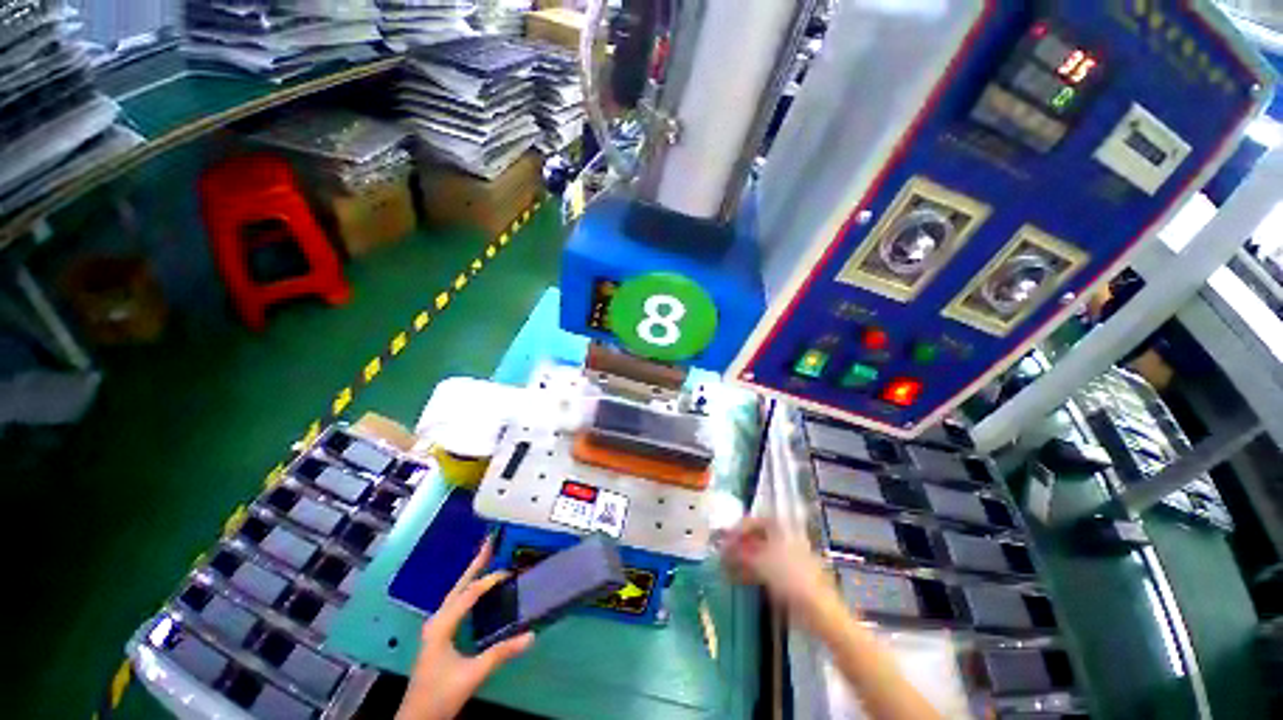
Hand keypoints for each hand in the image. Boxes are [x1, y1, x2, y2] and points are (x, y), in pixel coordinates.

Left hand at [396, 538, 533, 719]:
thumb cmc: (440, 695)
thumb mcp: (473, 674)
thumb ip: (501, 653)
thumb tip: (531, 634)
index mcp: (441, 625)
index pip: (468, 595)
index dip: (489, 581)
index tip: (509, 572)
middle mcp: (437, 621)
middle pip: (459, 586)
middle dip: (475, 564)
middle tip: (490, 542)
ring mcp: (436, 627)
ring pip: (456, 594)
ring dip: (471, 575)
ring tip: (486, 558)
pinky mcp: (439, 635)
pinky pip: (456, 604)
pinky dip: (468, 590)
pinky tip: (478, 591)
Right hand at [718, 518, 833, 612]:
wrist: (818, 609)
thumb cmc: (790, 576)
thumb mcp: (761, 562)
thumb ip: (739, 553)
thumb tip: (722, 548)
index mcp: (780, 530)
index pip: (754, 522)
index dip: (738, 529)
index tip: (723, 539)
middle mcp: (782, 540)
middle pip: (755, 538)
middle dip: (737, 545)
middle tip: (721, 554)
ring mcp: (784, 560)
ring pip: (757, 555)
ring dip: (740, 560)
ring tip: (723, 567)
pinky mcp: (785, 578)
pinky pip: (762, 570)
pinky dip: (748, 572)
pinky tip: (734, 579)